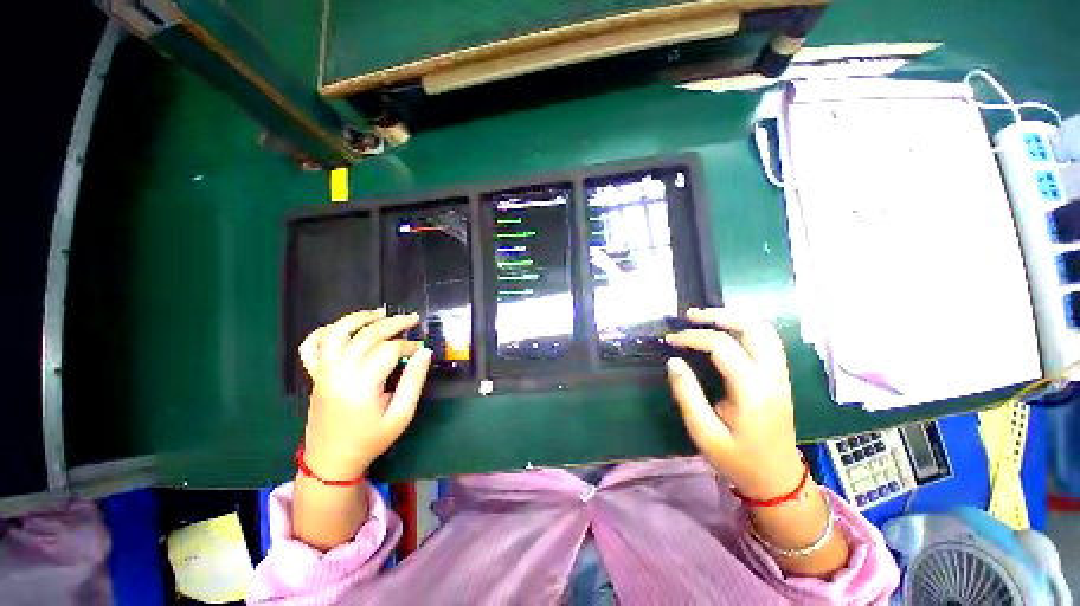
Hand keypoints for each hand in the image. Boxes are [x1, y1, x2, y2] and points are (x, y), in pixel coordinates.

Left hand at [299, 309, 432, 479]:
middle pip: (366, 335)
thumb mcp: (401, 414)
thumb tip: (425, 352)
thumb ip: (414, 381)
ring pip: (337, 332)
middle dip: (393, 323)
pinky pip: (311, 346)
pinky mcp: (315, 375)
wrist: (332, 460)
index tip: (421, 348)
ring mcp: (323, 372)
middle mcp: (339, 372)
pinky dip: (324, 331)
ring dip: (359, 317)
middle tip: (412, 318)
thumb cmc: (371, 439)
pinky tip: (343, 328)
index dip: (409, 345)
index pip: (389, 350)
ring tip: (380, 313)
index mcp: (362, 384)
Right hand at [665, 307, 802, 499]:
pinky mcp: (780, 378)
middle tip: (690, 316)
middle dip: (719, 315)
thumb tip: (673, 361)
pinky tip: (725, 333)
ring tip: (706, 318)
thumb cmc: (738, 460)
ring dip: (734, 318)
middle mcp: (772, 376)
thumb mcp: (704, 432)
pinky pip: (767, 341)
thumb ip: (687, 394)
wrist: (778, 481)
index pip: (722, 346)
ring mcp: (780, 375)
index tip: (670, 341)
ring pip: (765, 330)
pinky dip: (744, 329)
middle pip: (753, 327)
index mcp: (753, 390)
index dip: (692, 337)